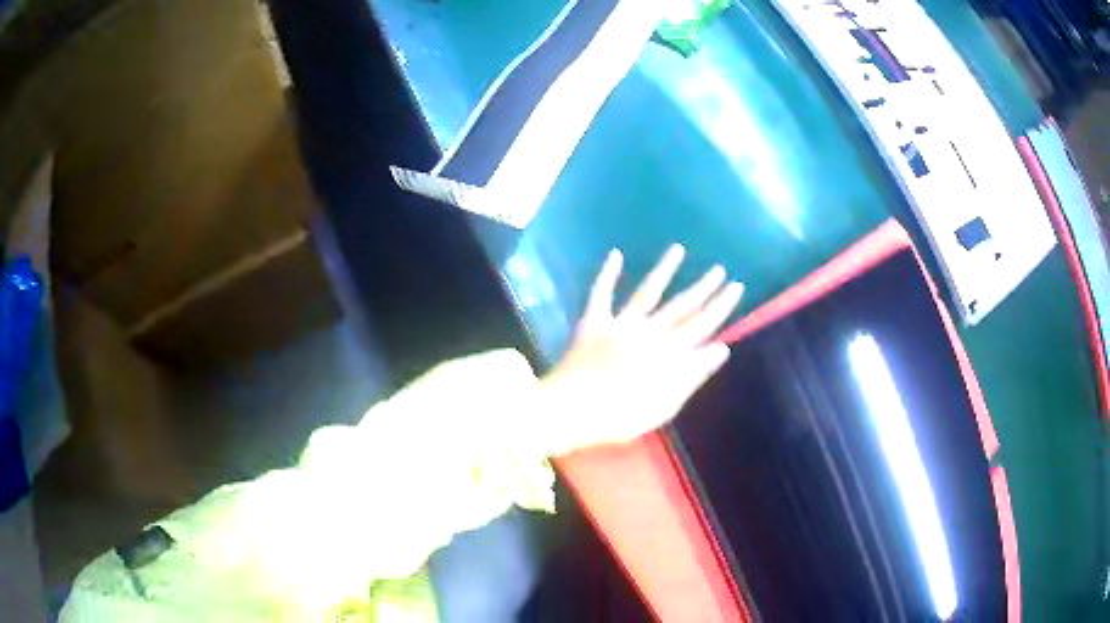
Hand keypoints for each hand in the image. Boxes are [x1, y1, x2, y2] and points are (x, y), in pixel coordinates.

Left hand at [535, 244, 742, 455]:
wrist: (573, 409)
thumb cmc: (622, 415)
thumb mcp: (666, 403)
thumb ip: (694, 374)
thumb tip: (722, 347)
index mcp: (669, 352)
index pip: (703, 324)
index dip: (721, 305)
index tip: (736, 287)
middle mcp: (649, 330)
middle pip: (681, 305)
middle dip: (703, 287)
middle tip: (719, 269)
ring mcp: (621, 323)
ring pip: (647, 291)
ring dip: (663, 269)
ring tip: (677, 249)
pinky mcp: (594, 322)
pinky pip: (601, 293)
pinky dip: (607, 274)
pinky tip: (615, 254)